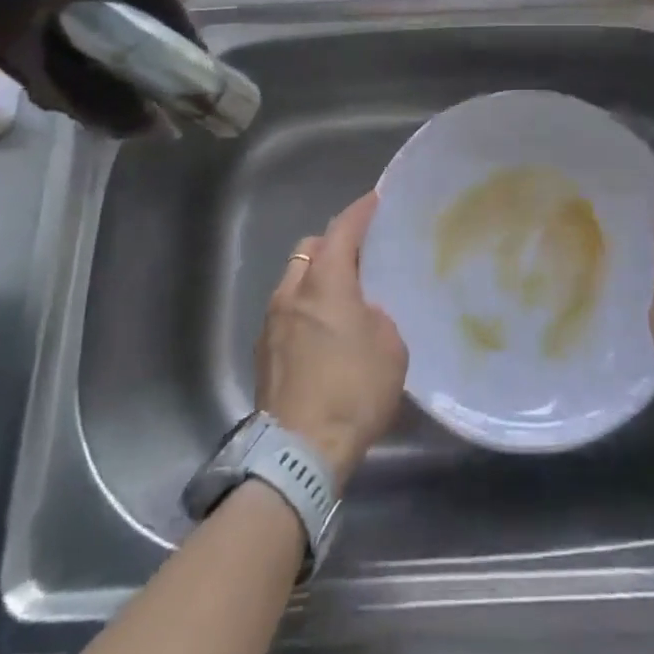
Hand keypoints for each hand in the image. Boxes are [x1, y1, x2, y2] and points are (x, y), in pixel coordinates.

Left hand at [255, 192, 406, 486]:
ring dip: (316, 279)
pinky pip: (286, 313)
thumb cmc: (353, 391)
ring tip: (342, 297)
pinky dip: (304, 309)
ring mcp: (271, 323)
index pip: (342, 230)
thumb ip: (377, 317)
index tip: (374, 200)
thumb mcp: (390, 348)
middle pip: (309, 250)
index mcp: (326, 283)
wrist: (299, 453)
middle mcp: (292, 293)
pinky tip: (323, 333)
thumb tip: (362, 314)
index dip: (360, 212)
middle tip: (359, 256)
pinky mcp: (263, 354)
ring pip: (293, 281)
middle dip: (332, 244)